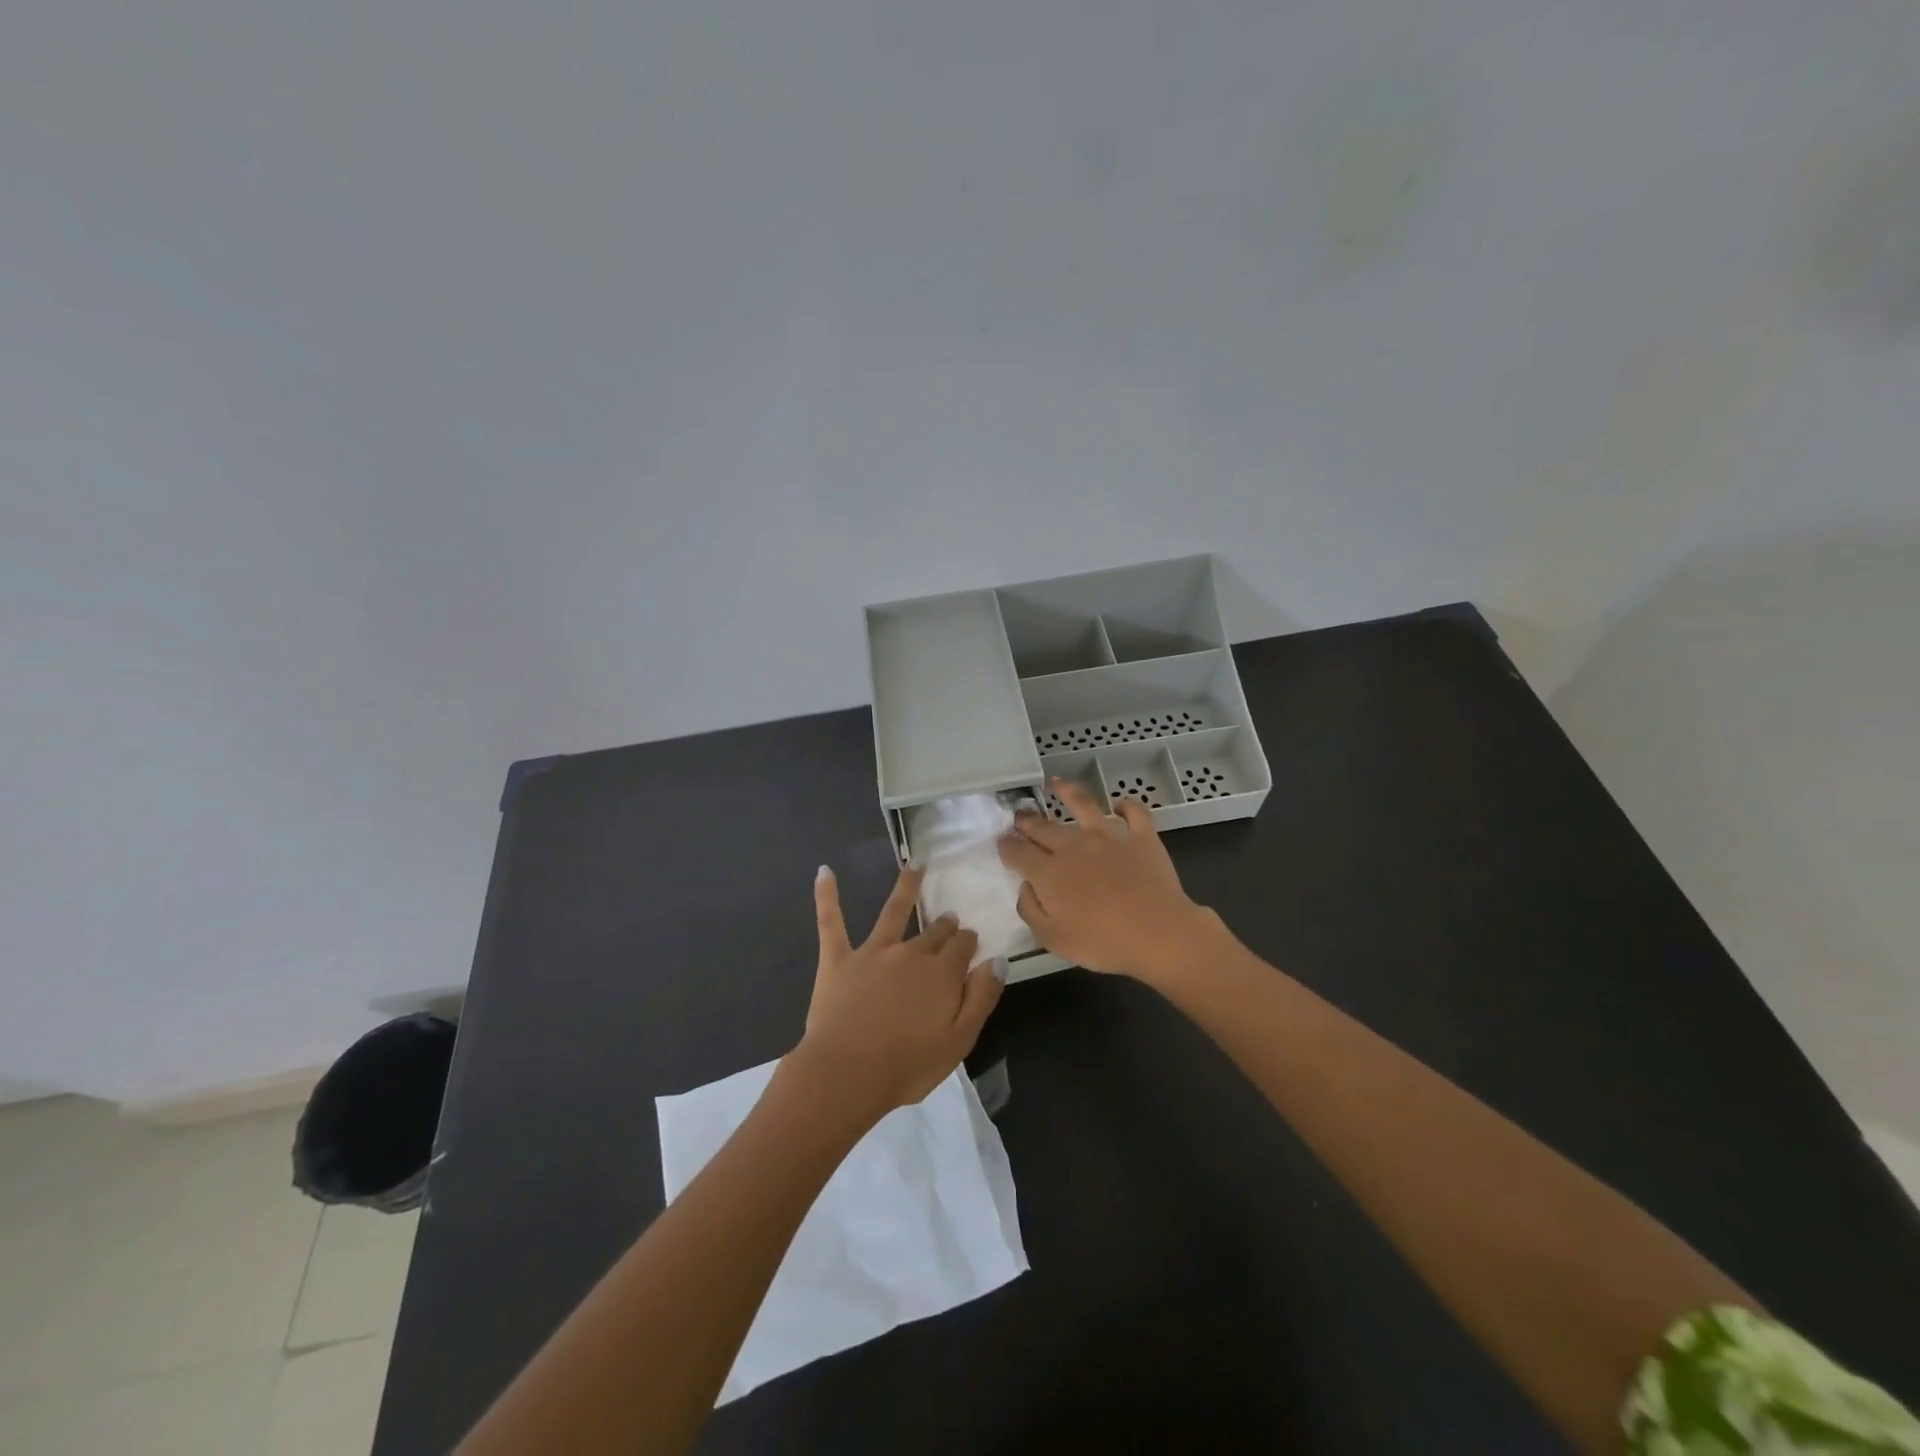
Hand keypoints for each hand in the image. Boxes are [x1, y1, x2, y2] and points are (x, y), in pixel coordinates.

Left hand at [797, 863, 1003, 1118]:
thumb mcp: (959, 1041)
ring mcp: (872, 953)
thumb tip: (998, 960)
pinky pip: (831, 922)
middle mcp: (910, 953)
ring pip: (892, 912)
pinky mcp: (838, 960)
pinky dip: (827, 895)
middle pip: (933, 932)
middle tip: (949, 919)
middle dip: (945, 924)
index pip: (962, 946)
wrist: (847, 1074)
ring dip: (906, 887)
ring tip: (915, 866)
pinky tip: (824, 871)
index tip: (971, 941)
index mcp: (941, 974)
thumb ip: (982, 998)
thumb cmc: (907, 1066)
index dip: (968, 942)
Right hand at [997, 779, 1212, 981]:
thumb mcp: (1052, 939)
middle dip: (1027, 821)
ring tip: (1057, 783)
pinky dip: (1127, 805)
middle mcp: (1074, 846)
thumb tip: (1025, 887)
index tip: (1001, 842)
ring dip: (1068, 792)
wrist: (1158, 933)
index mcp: (1049, 872)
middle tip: (1020, 816)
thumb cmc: (1102, 942)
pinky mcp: (1141, 837)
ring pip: (1084, 805)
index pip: (1018, 852)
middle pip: (1044, 828)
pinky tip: (1120, 804)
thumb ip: (1031, 910)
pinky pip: (1134, 813)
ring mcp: (1109, 837)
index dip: (1006, 846)